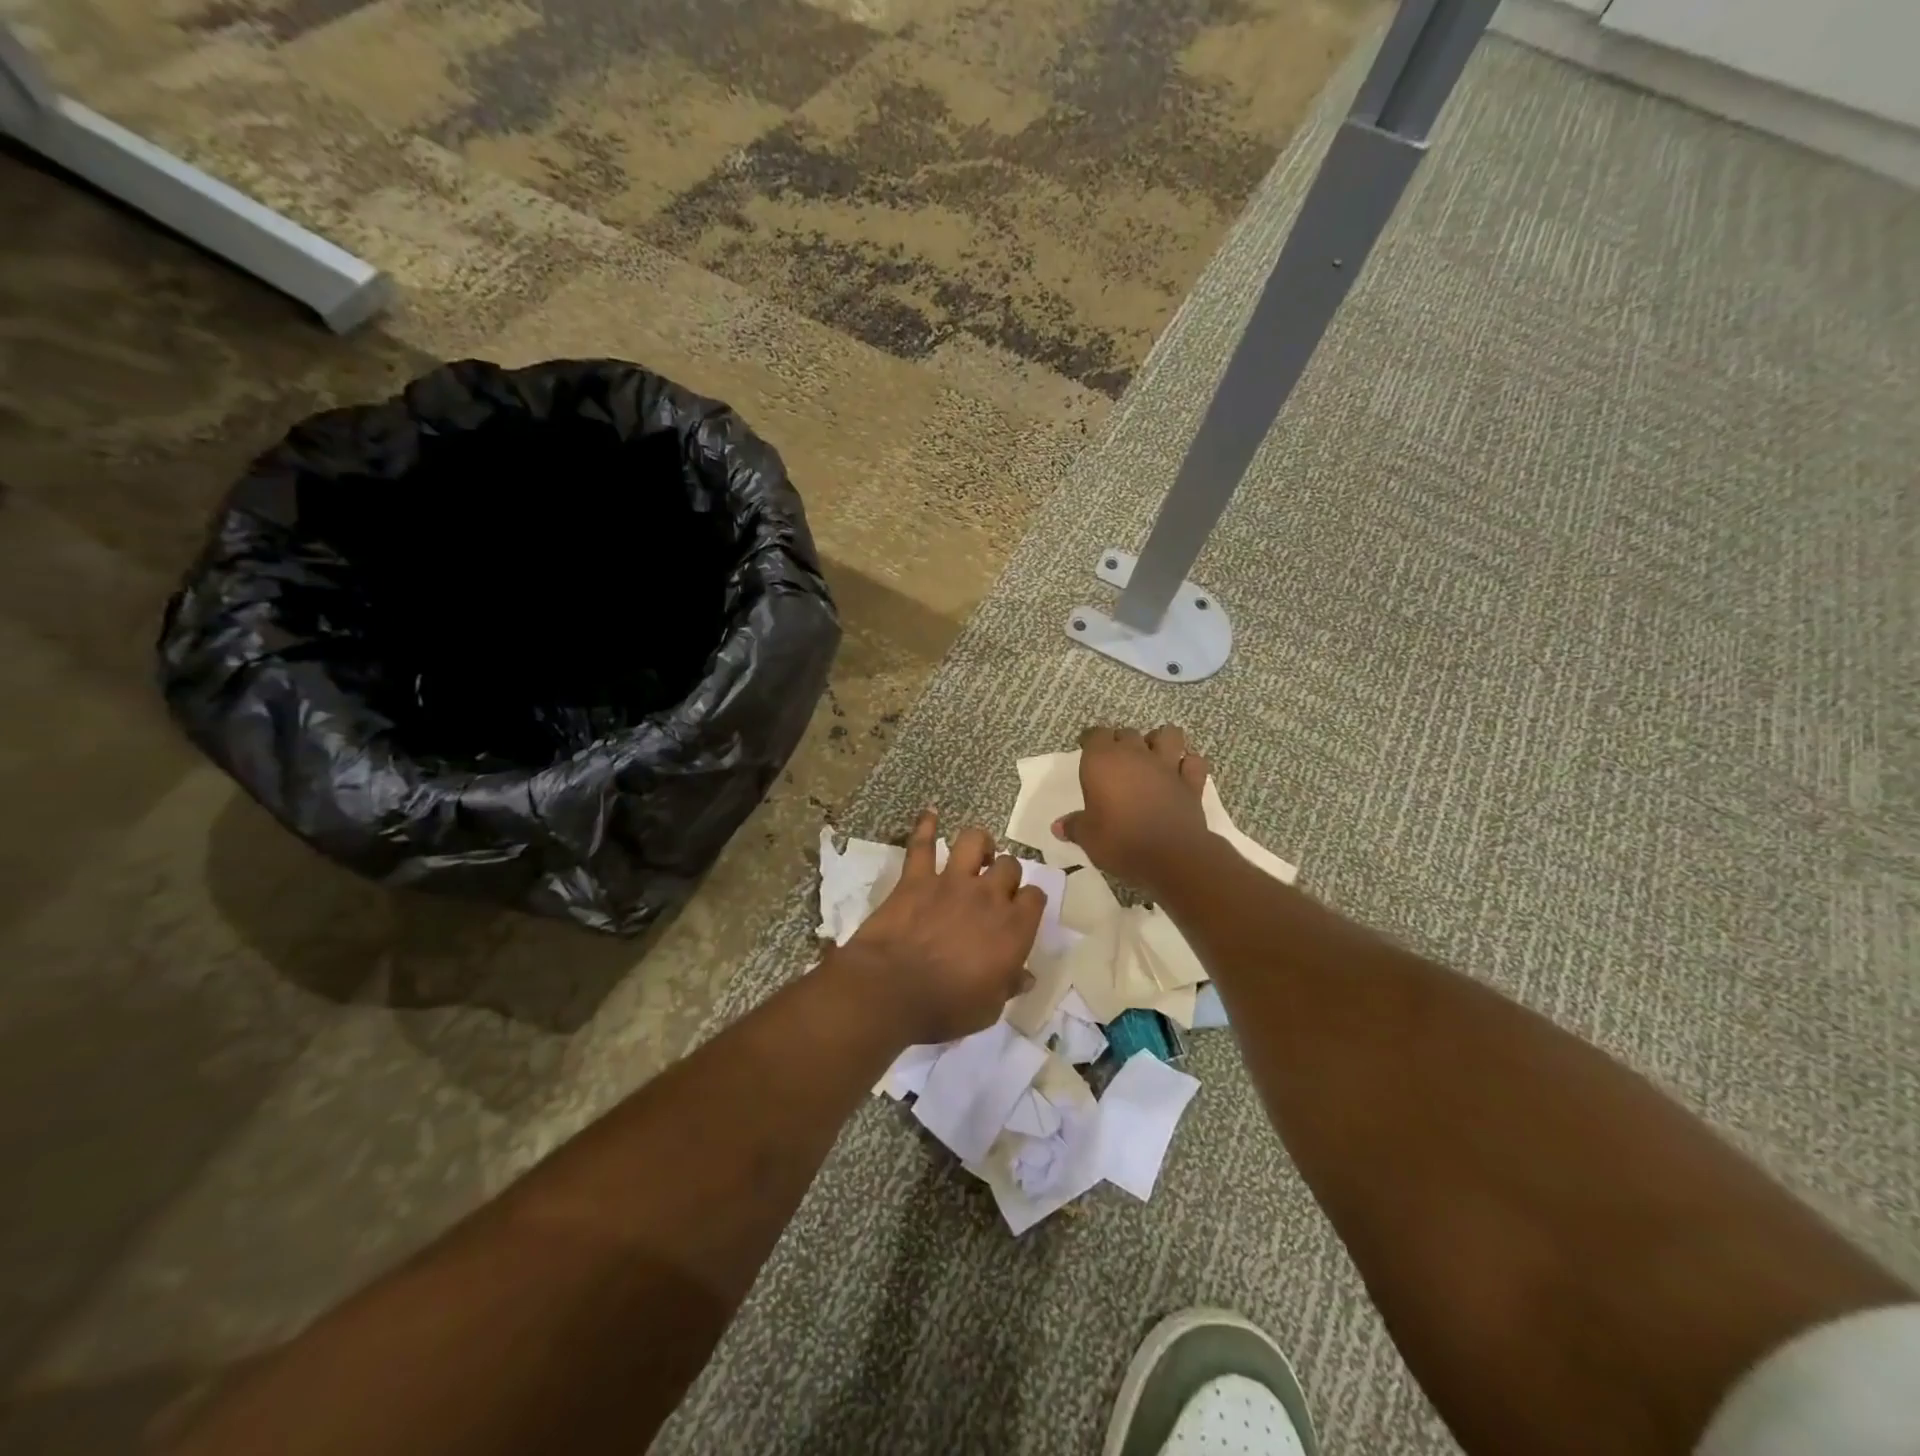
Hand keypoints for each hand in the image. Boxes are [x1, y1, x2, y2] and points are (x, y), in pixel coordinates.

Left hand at [836, 810, 1045, 1044]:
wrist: (891, 990)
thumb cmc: (945, 1007)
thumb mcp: (988, 1008)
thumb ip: (1009, 986)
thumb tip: (1025, 977)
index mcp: (1013, 928)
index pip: (1035, 898)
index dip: (1029, 902)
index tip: (1021, 912)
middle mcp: (988, 896)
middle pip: (1009, 866)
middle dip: (1007, 873)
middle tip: (995, 888)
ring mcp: (951, 881)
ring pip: (974, 841)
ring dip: (979, 844)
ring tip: (977, 853)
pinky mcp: (916, 878)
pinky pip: (921, 844)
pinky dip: (925, 826)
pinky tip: (930, 814)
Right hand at [1055, 724, 1213, 899]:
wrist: (1171, 856)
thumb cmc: (1120, 842)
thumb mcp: (1088, 837)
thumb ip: (1075, 826)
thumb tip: (1058, 826)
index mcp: (1103, 762)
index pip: (1095, 735)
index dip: (1091, 740)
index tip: (1087, 749)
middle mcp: (1135, 755)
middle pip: (1128, 732)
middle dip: (1121, 741)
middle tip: (1116, 758)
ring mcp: (1167, 766)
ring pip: (1168, 735)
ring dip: (1160, 740)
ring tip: (1153, 754)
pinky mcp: (1191, 782)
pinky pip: (1193, 762)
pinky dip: (1188, 764)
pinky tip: (1182, 772)